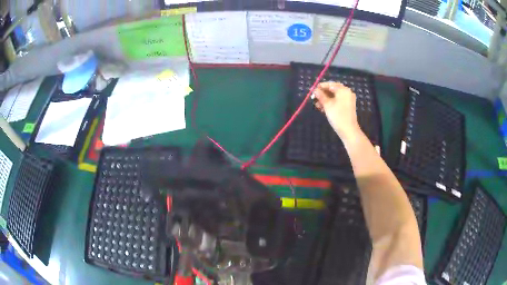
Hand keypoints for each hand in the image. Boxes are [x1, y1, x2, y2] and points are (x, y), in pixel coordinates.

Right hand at [314, 82, 361, 139]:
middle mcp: (347, 93)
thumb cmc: (338, 116)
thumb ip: (320, 96)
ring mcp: (348, 100)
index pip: (330, 84)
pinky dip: (330, 103)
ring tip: (316, 104)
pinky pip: (337, 101)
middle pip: (332, 90)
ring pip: (334, 96)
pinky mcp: (347, 107)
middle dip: (323, 93)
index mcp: (343, 90)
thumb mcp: (327, 105)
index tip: (312, 90)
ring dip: (325, 99)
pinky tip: (322, 108)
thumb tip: (315, 90)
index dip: (320, 87)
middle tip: (314, 97)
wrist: (348, 131)